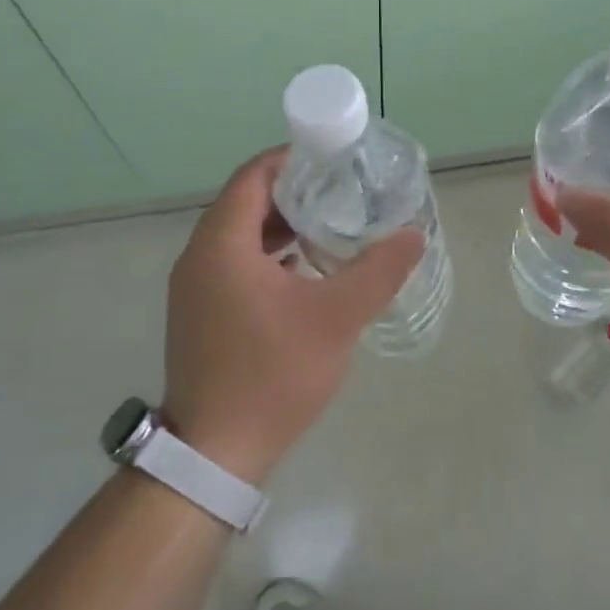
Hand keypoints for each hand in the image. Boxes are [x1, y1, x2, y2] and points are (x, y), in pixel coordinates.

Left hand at [163, 148, 424, 484]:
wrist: (215, 451)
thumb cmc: (272, 374)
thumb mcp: (336, 318)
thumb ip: (378, 271)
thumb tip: (413, 235)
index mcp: (222, 243)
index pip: (255, 175)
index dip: (294, 159)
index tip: (336, 158)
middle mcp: (199, 256)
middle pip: (248, 202)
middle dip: (296, 191)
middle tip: (344, 191)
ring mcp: (195, 287)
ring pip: (241, 235)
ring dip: (284, 225)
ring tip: (333, 226)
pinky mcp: (201, 312)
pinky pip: (236, 263)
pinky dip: (270, 255)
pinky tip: (308, 270)